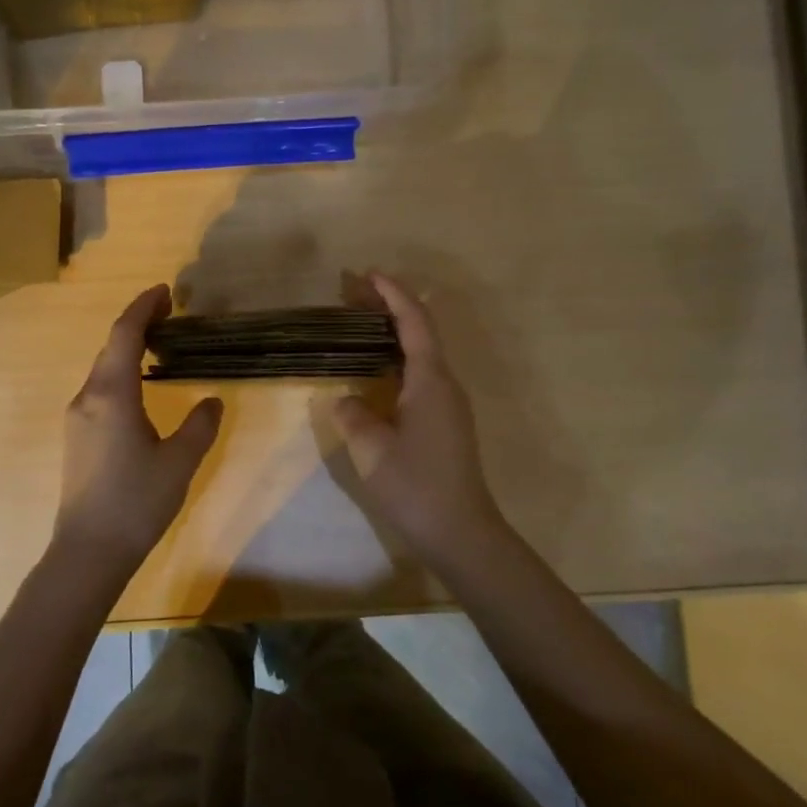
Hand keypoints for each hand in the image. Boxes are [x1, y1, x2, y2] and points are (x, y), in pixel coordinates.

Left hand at [53, 285, 223, 578]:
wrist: (88, 551)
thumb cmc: (136, 502)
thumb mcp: (180, 461)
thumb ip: (200, 425)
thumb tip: (212, 400)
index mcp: (112, 395)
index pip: (124, 334)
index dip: (143, 308)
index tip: (164, 292)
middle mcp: (87, 398)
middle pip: (110, 347)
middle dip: (137, 325)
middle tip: (170, 315)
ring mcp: (77, 418)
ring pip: (102, 370)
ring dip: (127, 350)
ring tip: (159, 346)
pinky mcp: (76, 437)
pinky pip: (99, 390)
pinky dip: (120, 374)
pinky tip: (140, 388)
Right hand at [334, 273, 508, 566]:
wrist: (461, 532)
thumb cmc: (416, 486)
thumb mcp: (372, 449)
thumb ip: (353, 415)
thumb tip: (345, 400)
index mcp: (430, 380)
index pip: (414, 322)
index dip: (393, 294)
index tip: (368, 274)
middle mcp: (445, 384)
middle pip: (420, 332)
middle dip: (391, 308)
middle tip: (354, 295)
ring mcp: (450, 404)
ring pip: (422, 355)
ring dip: (394, 335)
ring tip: (360, 326)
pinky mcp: (447, 422)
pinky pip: (422, 376)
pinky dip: (398, 360)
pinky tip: (377, 372)